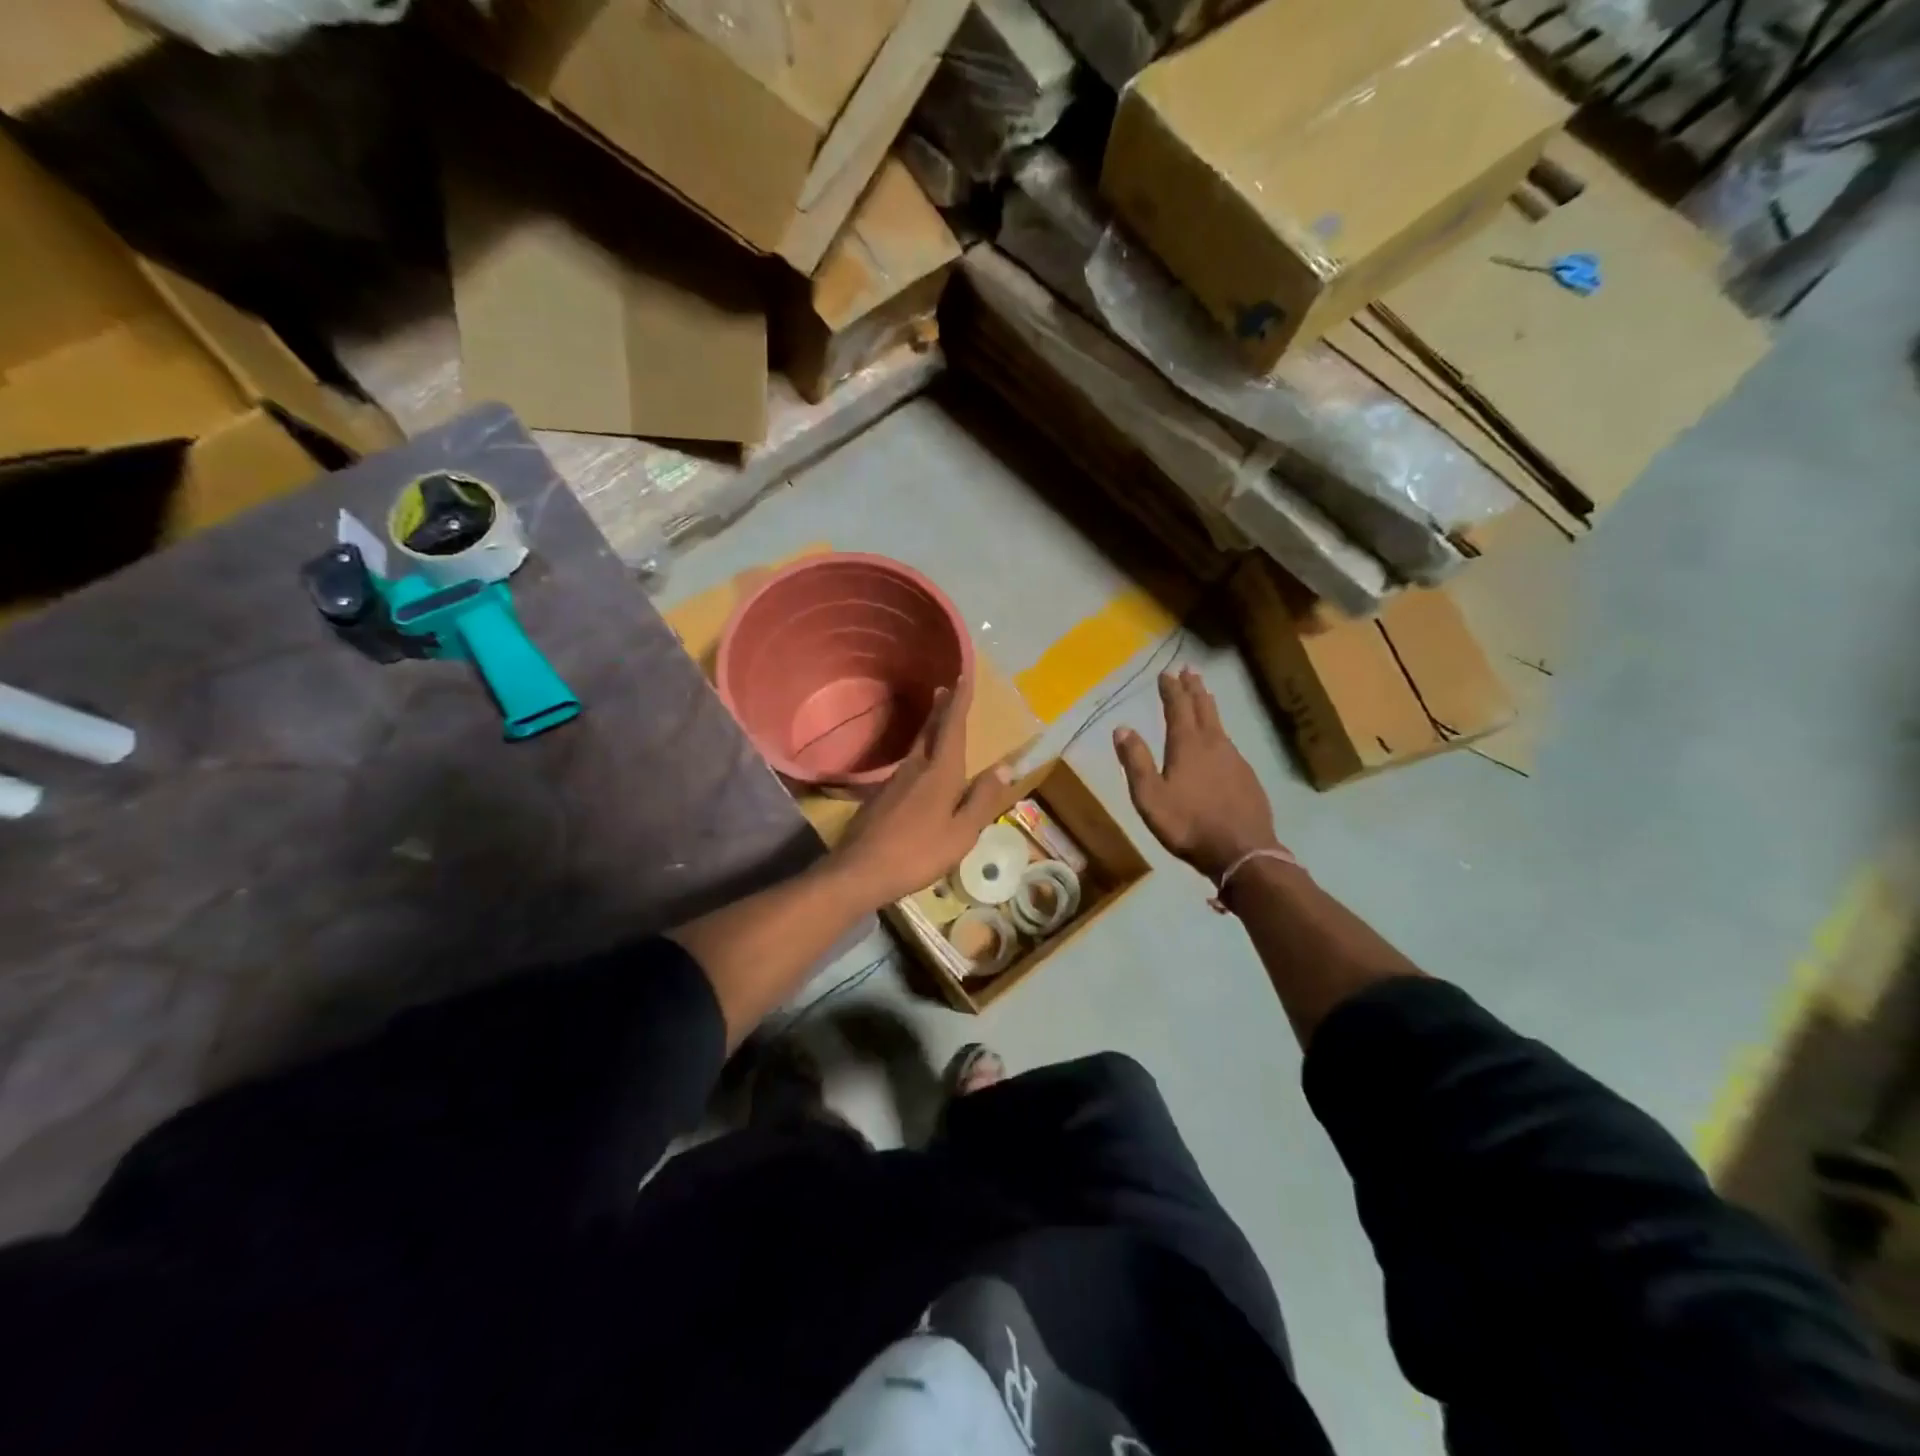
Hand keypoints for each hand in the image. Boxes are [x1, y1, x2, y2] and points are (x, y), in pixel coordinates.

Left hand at [831, 674, 1018, 908]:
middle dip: (941, 709)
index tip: (963, 676)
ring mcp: (893, 781)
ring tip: (938, 721)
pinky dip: (919, 755)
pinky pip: (906, 766)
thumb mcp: (962, 833)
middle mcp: (915, 768)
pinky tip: (920, 767)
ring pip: (917, 748)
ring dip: (930, 730)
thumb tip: (1005, 767)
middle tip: (946, 689)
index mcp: (940, 773)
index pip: (952, 728)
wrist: (860, 871)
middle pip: (931, 731)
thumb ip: (983, 799)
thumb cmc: (918, 854)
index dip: (959, 701)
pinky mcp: (880, 797)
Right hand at [1114, 667, 1282, 882]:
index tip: (1166, 673)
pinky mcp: (1248, 777)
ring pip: (1220, 725)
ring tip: (1205, 697)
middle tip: (1190, 671)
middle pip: (1204, 709)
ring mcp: (1235, 759)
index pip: (1178, 708)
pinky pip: (1231, 745)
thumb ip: (1136, 762)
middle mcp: (1214, 744)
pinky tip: (1220, 742)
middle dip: (1194, 688)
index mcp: (1187, 746)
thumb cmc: (1188, 825)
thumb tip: (1122, 727)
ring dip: (1209, 707)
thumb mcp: (1150, 797)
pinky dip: (1221, 733)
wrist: (1242, 852)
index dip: (1171, 689)